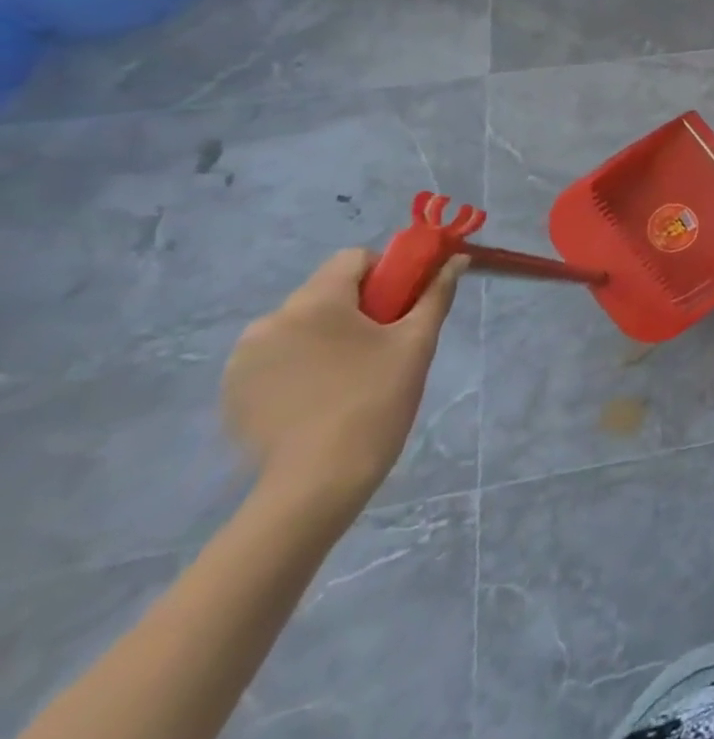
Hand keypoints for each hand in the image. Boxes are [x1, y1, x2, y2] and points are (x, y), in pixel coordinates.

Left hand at [221, 249, 463, 520]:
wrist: (318, 479)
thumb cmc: (377, 399)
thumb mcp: (417, 342)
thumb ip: (435, 294)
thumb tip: (456, 259)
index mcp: (315, 302)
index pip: (353, 259)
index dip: (386, 273)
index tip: (402, 306)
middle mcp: (270, 320)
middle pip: (324, 292)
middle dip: (357, 308)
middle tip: (383, 346)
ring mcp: (243, 358)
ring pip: (299, 326)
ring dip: (326, 336)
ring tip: (350, 376)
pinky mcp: (232, 390)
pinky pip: (276, 357)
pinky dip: (300, 365)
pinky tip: (320, 397)